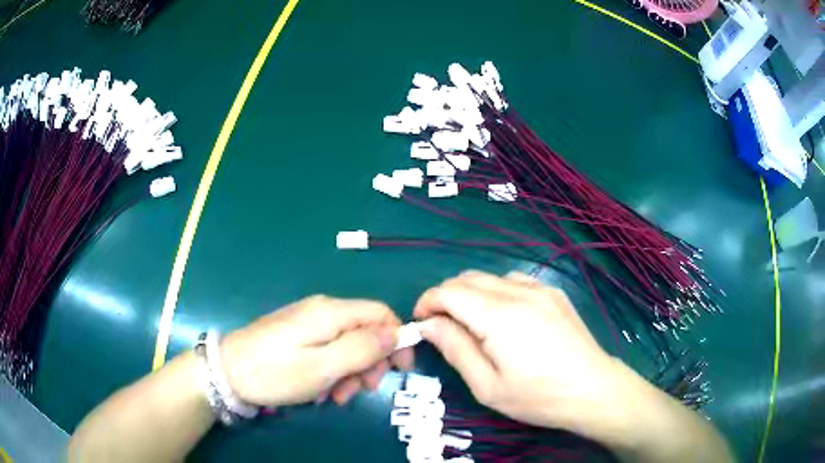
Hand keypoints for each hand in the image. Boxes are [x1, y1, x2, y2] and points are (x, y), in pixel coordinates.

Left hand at [220, 295, 414, 406]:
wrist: (227, 372)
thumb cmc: (276, 372)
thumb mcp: (323, 366)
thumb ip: (362, 348)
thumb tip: (396, 332)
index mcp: (331, 312)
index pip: (381, 313)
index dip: (396, 339)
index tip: (399, 369)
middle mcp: (323, 311)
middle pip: (365, 330)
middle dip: (370, 362)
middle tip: (362, 390)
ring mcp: (308, 323)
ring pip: (347, 344)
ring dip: (351, 372)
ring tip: (337, 397)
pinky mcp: (297, 335)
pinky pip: (327, 350)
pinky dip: (332, 371)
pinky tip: (321, 390)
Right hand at [413, 270, 630, 436]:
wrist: (593, 389)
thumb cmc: (537, 396)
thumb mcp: (487, 385)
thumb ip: (455, 349)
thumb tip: (428, 325)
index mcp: (498, 316)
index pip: (449, 291)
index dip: (427, 302)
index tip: (421, 324)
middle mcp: (518, 292)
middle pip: (467, 279)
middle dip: (446, 298)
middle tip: (444, 328)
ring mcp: (540, 289)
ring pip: (490, 277)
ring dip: (471, 294)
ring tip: (474, 324)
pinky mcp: (554, 293)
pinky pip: (515, 281)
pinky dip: (497, 292)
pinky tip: (506, 318)